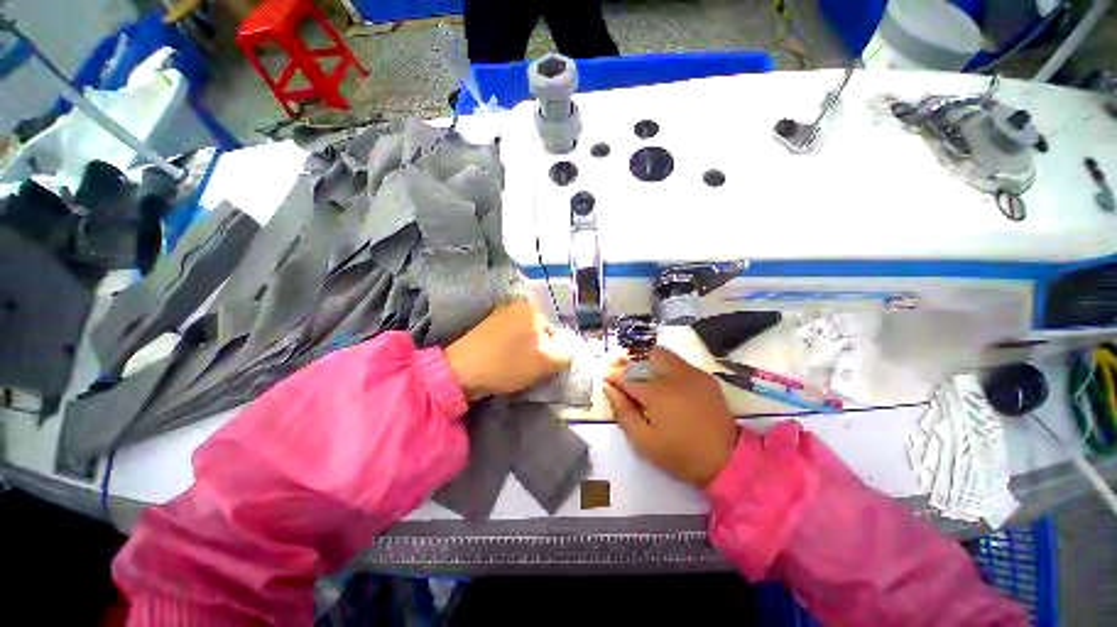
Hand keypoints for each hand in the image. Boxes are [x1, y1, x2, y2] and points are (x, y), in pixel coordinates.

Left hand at [445, 300, 571, 400]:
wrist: (461, 372)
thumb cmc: (506, 365)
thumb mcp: (545, 364)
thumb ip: (566, 356)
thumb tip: (567, 352)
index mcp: (532, 310)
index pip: (555, 335)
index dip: (551, 356)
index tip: (539, 369)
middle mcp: (517, 305)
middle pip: (540, 334)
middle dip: (538, 352)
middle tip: (526, 369)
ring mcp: (500, 313)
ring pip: (525, 337)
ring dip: (524, 352)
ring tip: (512, 367)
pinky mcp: (488, 325)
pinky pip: (510, 337)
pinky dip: (510, 349)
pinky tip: (502, 361)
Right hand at [604, 348, 738, 487]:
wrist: (727, 460)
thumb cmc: (680, 455)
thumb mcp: (644, 442)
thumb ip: (623, 412)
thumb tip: (609, 389)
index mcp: (657, 394)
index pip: (627, 374)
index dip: (613, 374)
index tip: (606, 379)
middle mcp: (674, 376)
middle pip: (644, 354)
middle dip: (629, 359)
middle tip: (621, 370)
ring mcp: (692, 373)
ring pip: (662, 353)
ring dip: (646, 360)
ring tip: (640, 374)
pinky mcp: (704, 376)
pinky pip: (677, 361)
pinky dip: (663, 365)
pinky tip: (662, 381)